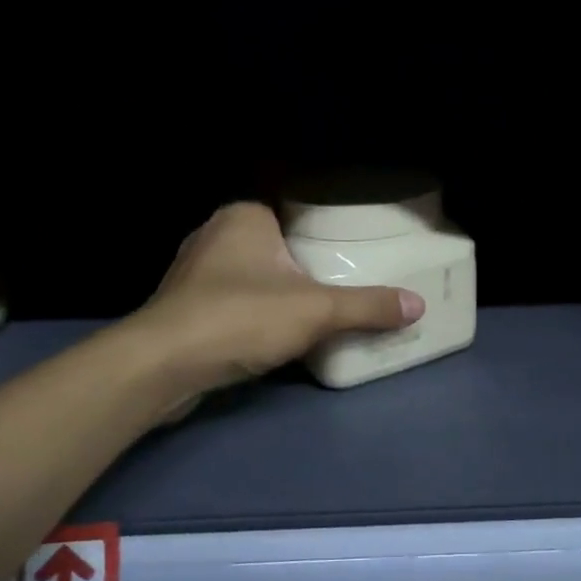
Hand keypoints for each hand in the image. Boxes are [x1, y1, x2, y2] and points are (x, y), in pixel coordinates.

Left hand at [136, 203, 423, 405]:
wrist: (161, 366)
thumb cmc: (240, 318)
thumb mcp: (316, 311)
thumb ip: (367, 306)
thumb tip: (419, 305)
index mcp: (244, 216)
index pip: (292, 213)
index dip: (321, 232)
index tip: (349, 254)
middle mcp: (213, 234)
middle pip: (274, 246)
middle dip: (300, 266)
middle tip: (340, 285)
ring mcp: (192, 272)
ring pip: (250, 276)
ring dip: (275, 293)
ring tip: (313, 311)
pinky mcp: (181, 308)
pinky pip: (229, 302)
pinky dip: (251, 315)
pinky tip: (271, 335)